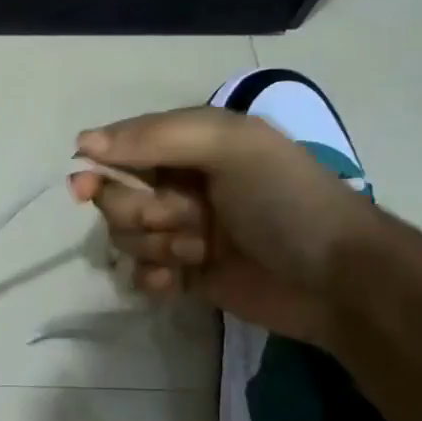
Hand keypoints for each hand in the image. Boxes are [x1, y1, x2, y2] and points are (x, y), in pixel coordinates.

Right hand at [70, 107, 384, 346]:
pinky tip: (178, 283)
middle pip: (116, 197)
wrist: (338, 281)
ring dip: (155, 246)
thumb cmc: (286, 201)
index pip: (121, 149)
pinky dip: (153, 278)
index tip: (83, 186)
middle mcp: (180, 185)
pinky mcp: (185, 275)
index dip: (99, 168)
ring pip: (125, 237)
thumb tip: (83, 143)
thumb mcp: (231, 147)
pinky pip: (139, 273)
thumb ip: (157, 138)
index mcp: (191, 146)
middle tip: (180, 219)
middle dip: (139, 212)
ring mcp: (182, 231)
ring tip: (198, 252)